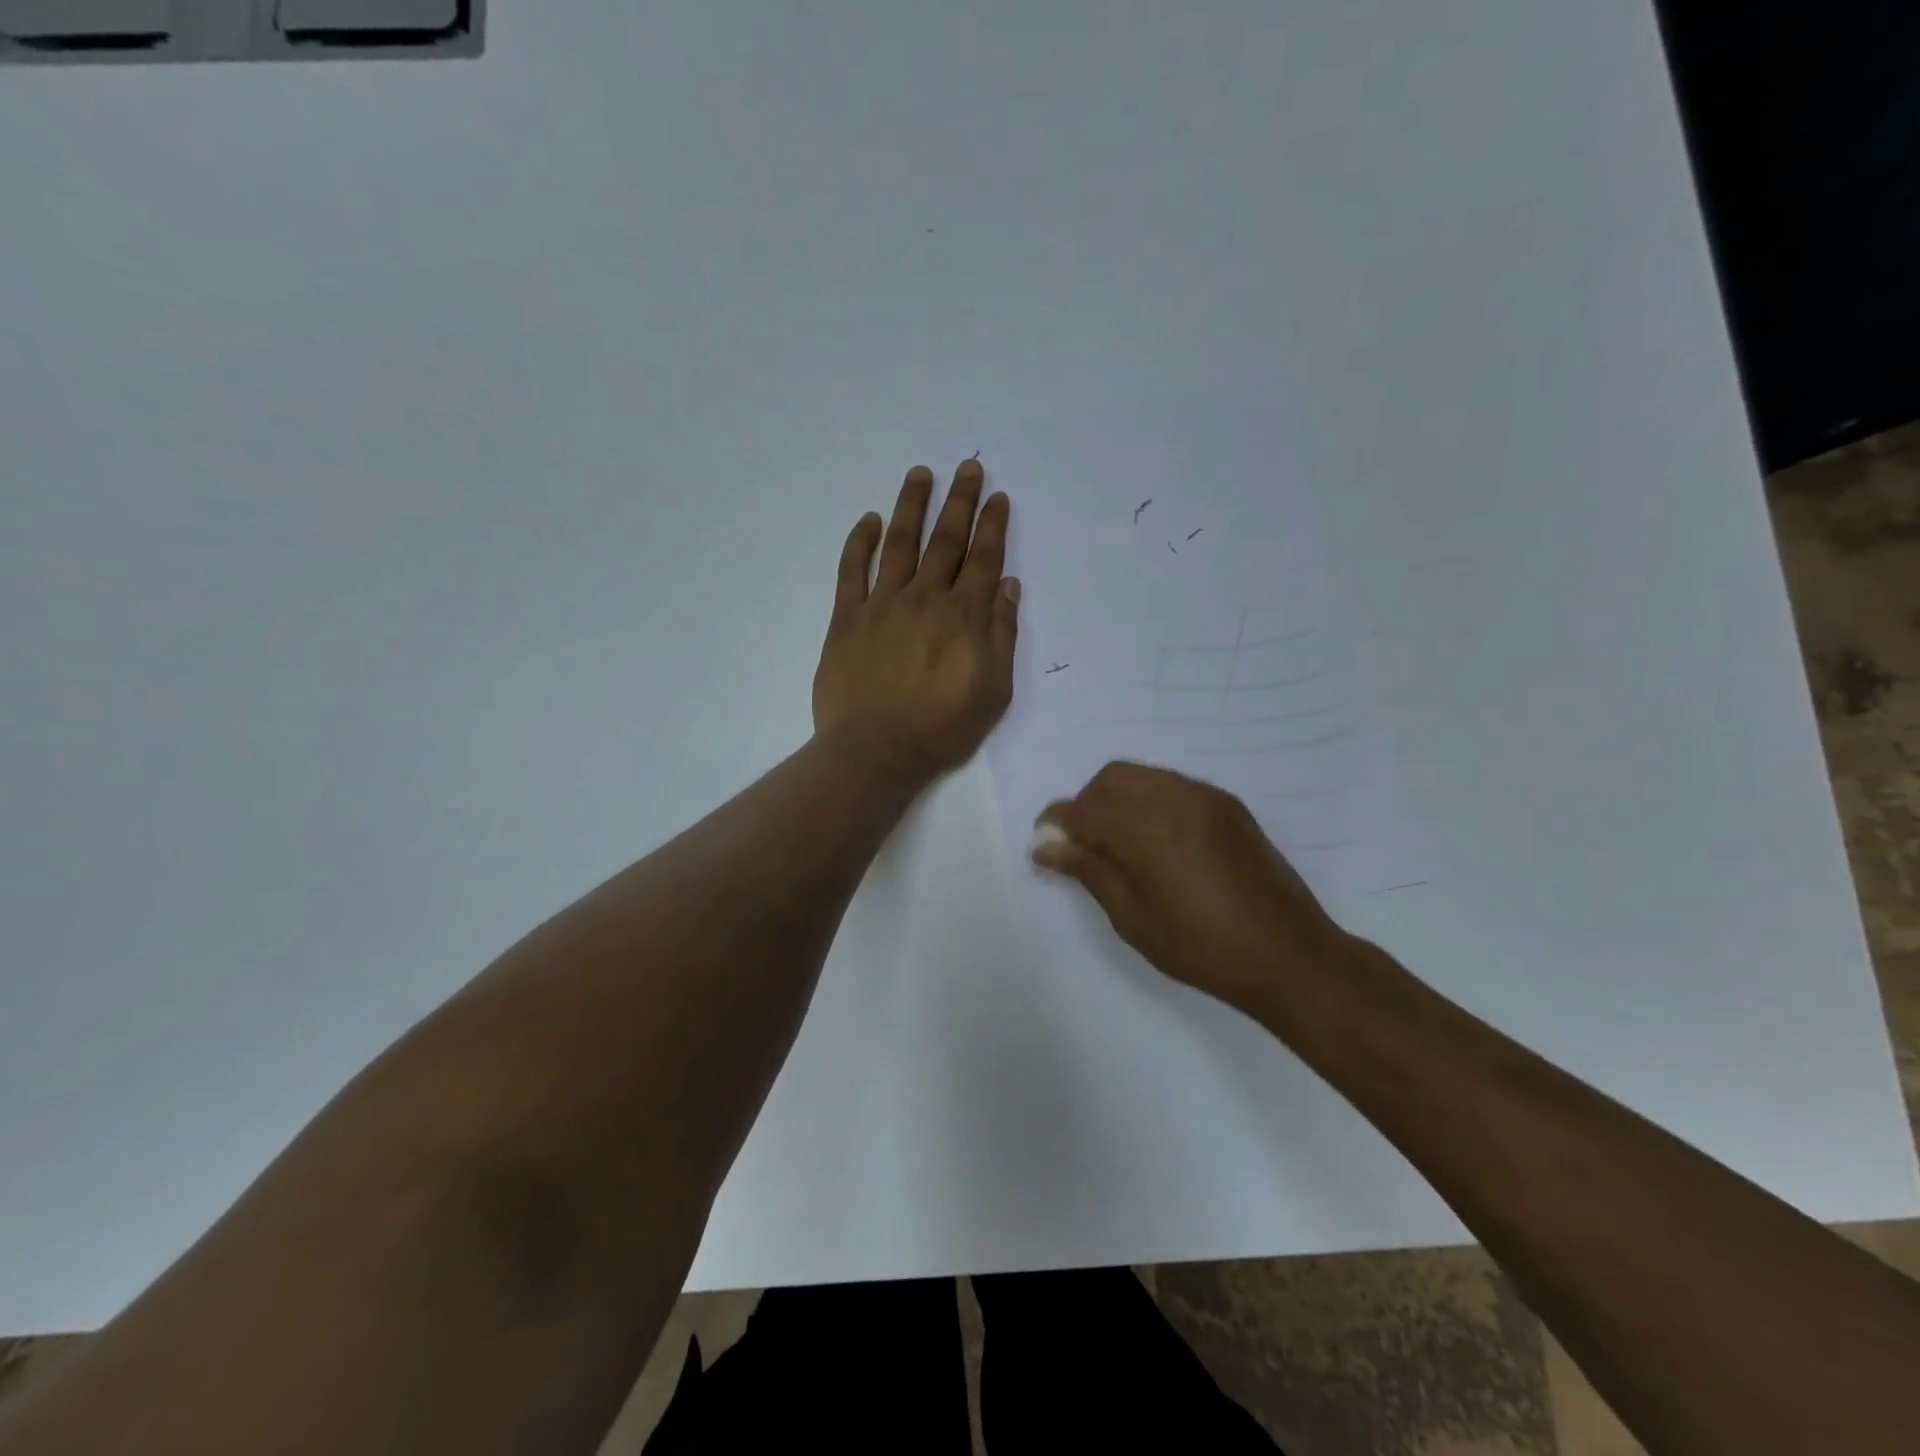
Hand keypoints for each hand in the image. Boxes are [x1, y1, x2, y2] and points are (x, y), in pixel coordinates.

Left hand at [813, 459, 1019, 778]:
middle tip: (967, 467)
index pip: (982, 559)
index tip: (997, 496)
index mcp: (963, 616)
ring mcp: (882, 604)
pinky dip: (859, 541)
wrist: (875, 750)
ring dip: (911, 506)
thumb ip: (1001, 635)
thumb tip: (1007, 586)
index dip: (991, 525)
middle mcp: (925, 598)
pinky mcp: (847, 618)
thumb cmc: (941, 727)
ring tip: (920, 474)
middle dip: (959, 501)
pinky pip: (852, 569)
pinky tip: (868, 519)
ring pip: (899, 543)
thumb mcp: (994, 690)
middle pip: (945, 541)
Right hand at [1033, 762, 1355, 1018]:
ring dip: (1117, 800)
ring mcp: (1206, 797)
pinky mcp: (1227, 804)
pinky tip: (1153, 840)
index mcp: (1149, 831)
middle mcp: (1176, 799)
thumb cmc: (1202, 948)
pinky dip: (1148, 801)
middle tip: (1083, 845)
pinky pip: (1171, 785)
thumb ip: (1089, 871)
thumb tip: (1045, 847)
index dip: (1058, 823)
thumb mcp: (1133, 918)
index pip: (1085, 810)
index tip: (1045, 843)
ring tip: (1118, 844)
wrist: (1289, 955)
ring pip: (1142, 776)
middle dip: (1087, 804)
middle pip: (1111, 778)